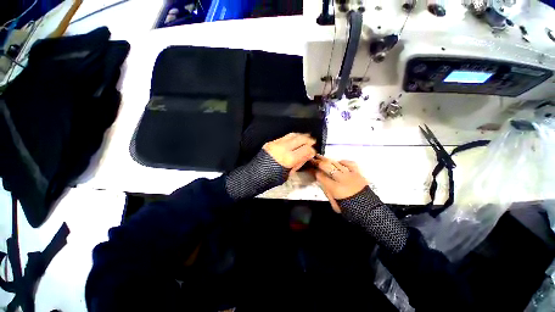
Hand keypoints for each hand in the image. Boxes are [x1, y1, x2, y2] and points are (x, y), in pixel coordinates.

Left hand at [263, 133, 316, 174]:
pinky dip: (292, 137)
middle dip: (309, 140)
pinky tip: (295, 139)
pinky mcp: (271, 142)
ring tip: (306, 138)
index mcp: (289, 159)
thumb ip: (299, 163)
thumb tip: (308, 155)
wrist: (255, 174)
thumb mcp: (289, 174)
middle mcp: (283, 148)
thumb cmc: (272, 178)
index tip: (313, 152)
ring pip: (293, 135)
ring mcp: (276, 143)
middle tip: (313, 142)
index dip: (312, 151)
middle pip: (301, 139)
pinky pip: (285, 136)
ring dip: (301, 136)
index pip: (306, 150)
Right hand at [311, 155, 367, 212]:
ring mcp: (350, 174)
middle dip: (318, 162)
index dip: (314, 171)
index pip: (320, 176)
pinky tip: (338, 161)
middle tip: (312, 160)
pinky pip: (349, 163)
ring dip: (327, 159)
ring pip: (336, 163)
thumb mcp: (334, 204)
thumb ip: (327, 192)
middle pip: (326, 166)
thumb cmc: (349, 209)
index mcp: (334, 188)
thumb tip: (321, 181)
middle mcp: (341, 179)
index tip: (310, 168)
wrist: (369, 210)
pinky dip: (342, 161)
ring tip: (320, 156)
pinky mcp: (358, 173)